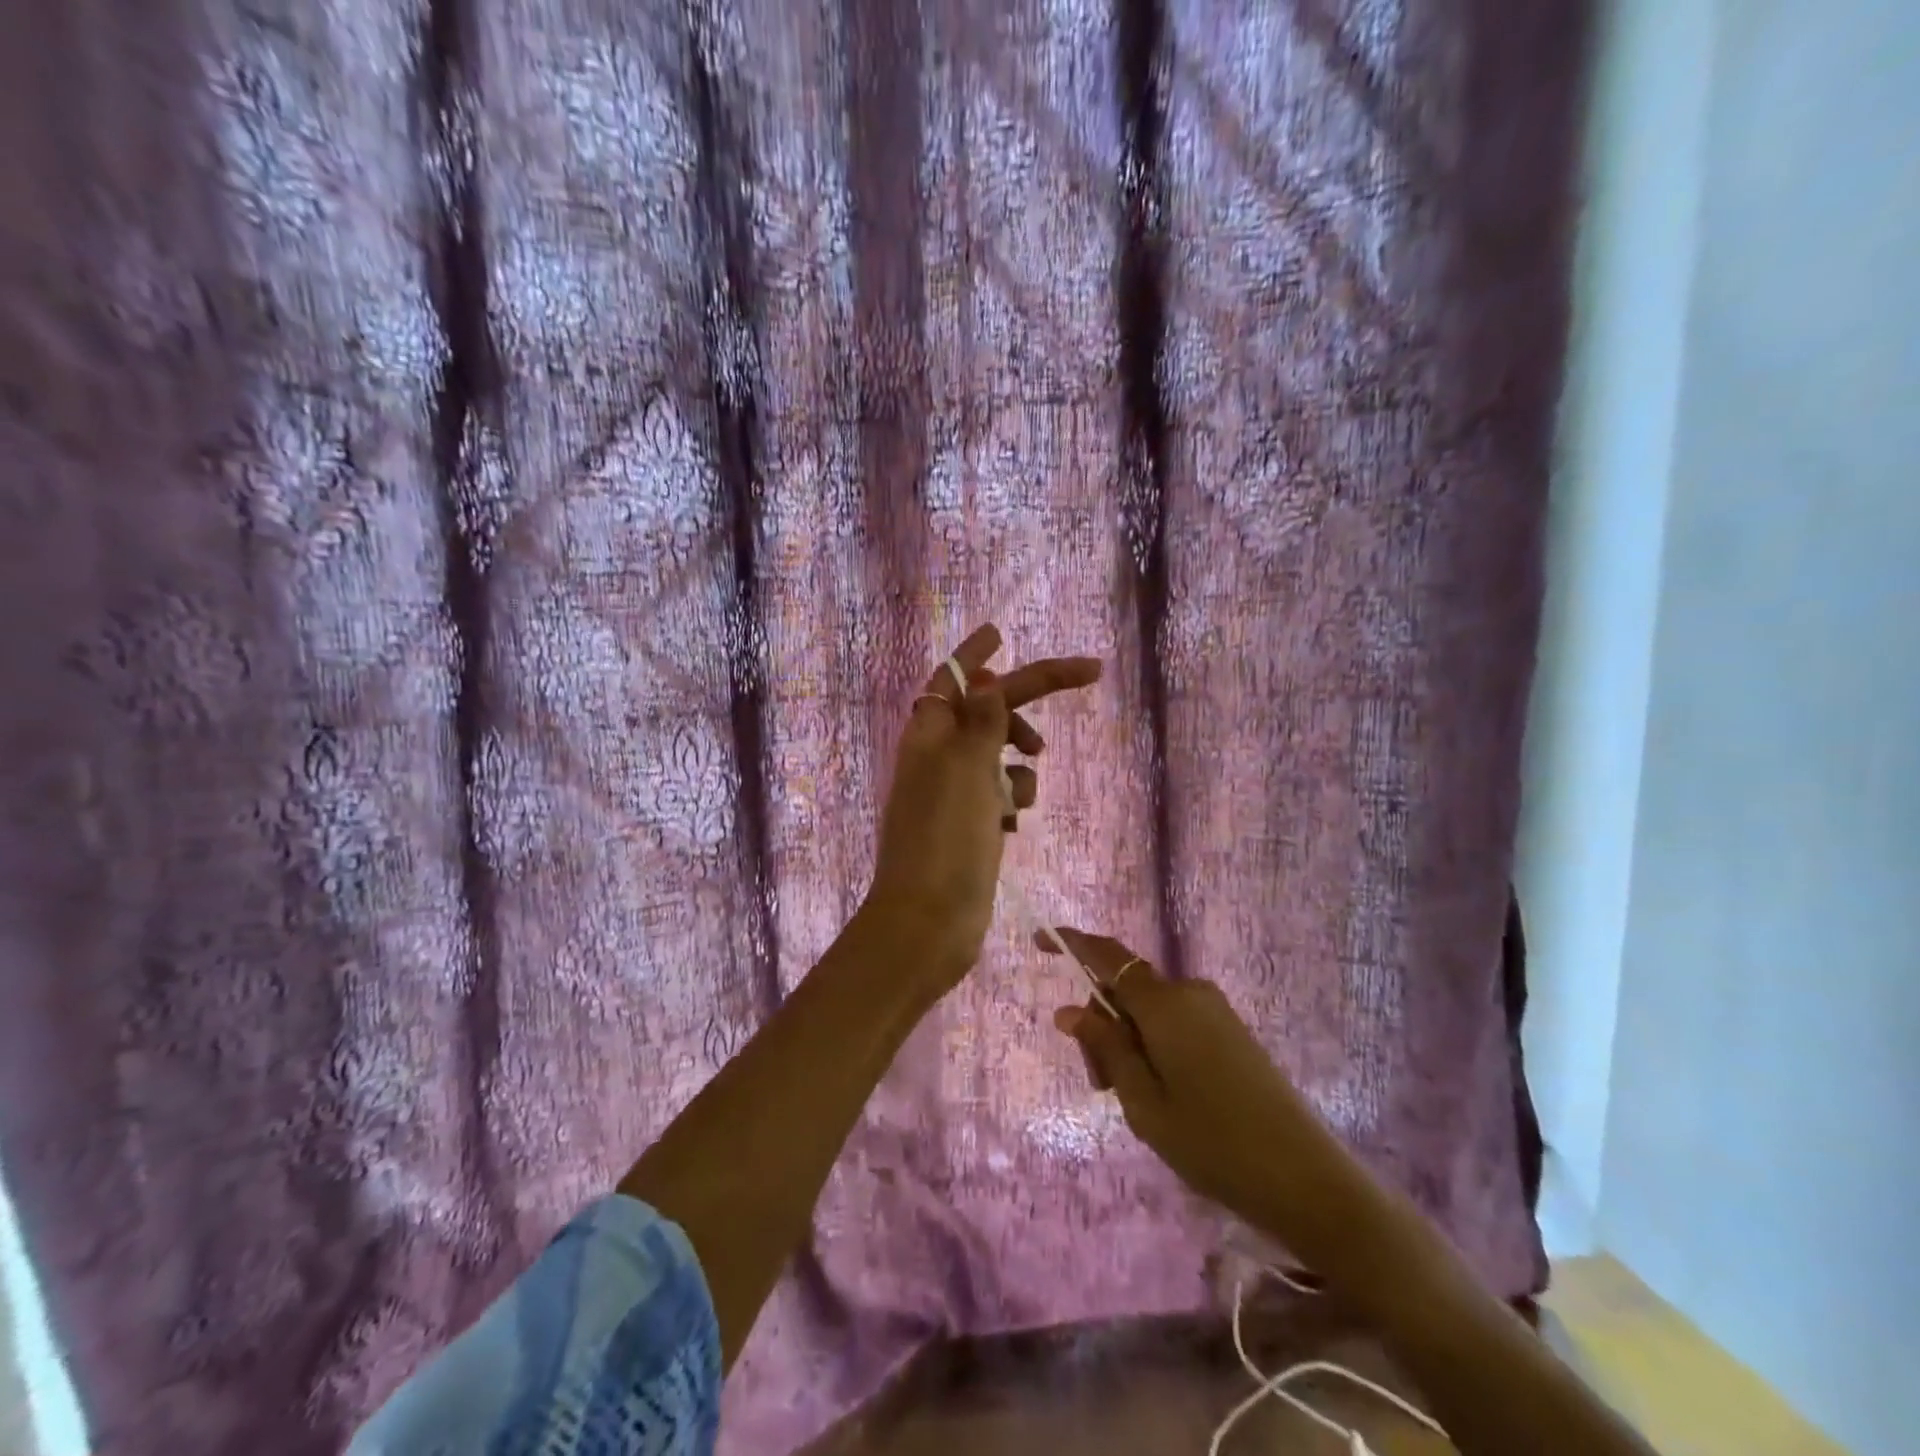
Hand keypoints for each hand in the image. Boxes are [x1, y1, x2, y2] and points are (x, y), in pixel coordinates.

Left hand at [866, 624, 1101, 995]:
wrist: (930, 923)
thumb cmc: (946, 840)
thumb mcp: (967, 770)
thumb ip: (981, 721)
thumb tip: (983, 676)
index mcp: (929, 735)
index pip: (955, 678)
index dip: (977, 653)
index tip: (1002, 631)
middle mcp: (938, 757)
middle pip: (989, 710)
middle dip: (1027, 699)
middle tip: (1088, 674)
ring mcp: (954, 793)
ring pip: (1000, 755)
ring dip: (1020, 763)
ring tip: (1021, 794)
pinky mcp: (970, 825)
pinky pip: (1001, 794)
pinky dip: (1013, 798)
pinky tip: (1012, 824)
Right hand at [1041, 928, 1308, 1220]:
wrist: (1307, 1179)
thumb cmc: (1213, 1143)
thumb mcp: (1144, 1103)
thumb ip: (1106, 1048)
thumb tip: (1068, 1011)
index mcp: (1164, 1004)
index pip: (1107, 957)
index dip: (1070, 943)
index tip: (1039, 939)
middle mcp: (1190, 993)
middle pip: (1126, 991)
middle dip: (1101, 1026)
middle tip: (1100, 1086)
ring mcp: (1215, 1010)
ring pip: (1149, 1011)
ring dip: (1128, 1042)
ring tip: (1136, 1103)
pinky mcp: (1231, 1030)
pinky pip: (1175, 1022)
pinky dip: (1154, 1046)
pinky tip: (1165, 1095)